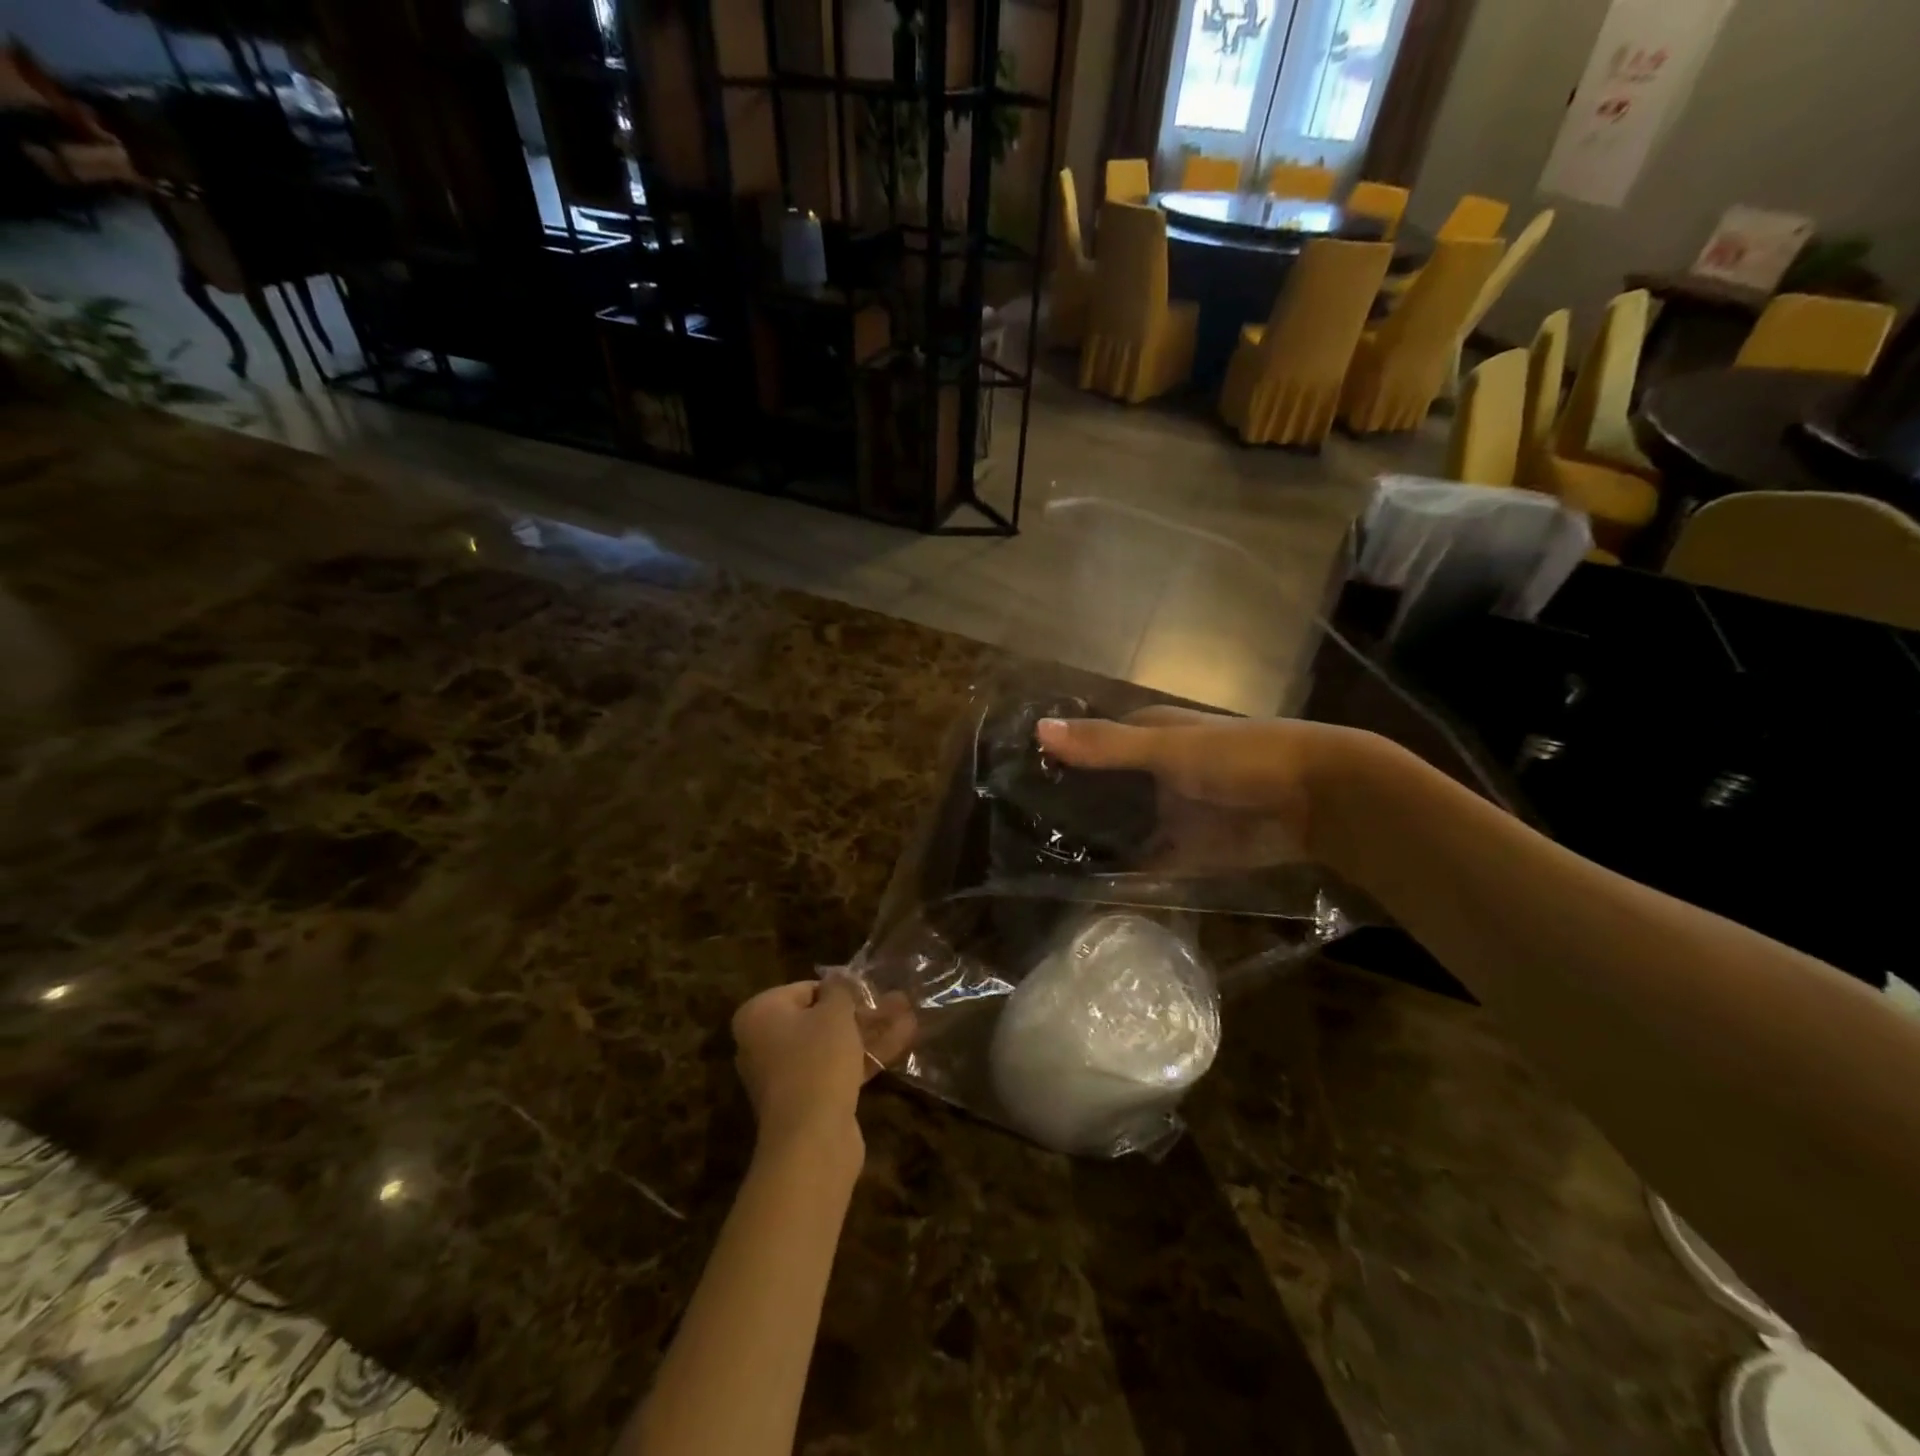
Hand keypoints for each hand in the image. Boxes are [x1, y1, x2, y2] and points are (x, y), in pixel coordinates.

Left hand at [731, 978, 914, 1154]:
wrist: (811, 1141)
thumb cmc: (817, 1062)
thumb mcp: (834, 1014)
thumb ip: (840, 989)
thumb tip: (839, 977)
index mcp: (759, 1015)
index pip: (805, 989)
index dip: (841, 989)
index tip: (870, 990)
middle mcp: (764, 1043)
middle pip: (820, 1018)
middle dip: (862, 1011)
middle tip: (896, 1001)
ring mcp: (786, 1075)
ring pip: (833, 1045)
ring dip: (870, 1031)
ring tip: (909, 1015)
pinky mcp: (808, 1101)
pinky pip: (837, 1069)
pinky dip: (865, 1056)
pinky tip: (902, 1041)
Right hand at [1035, 708, 1371, 869]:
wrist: (1319, 800)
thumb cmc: (1241, 757)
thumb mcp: (1169, 748)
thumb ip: (1106, 745)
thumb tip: (1038, 730)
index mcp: (1147, 736)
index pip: (1088, 746)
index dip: (1054, 761)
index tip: (1008, 783)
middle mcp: (1151, 774)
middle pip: (1098, 792)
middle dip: (1065, 809)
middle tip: (1013, 833)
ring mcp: (1166, 815)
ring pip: (1117, 830)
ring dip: (1088, 844)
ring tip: (1034, 865)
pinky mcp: (1184, 853)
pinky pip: (1143, 866)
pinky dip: (1119, 877)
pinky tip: (1082, 892)